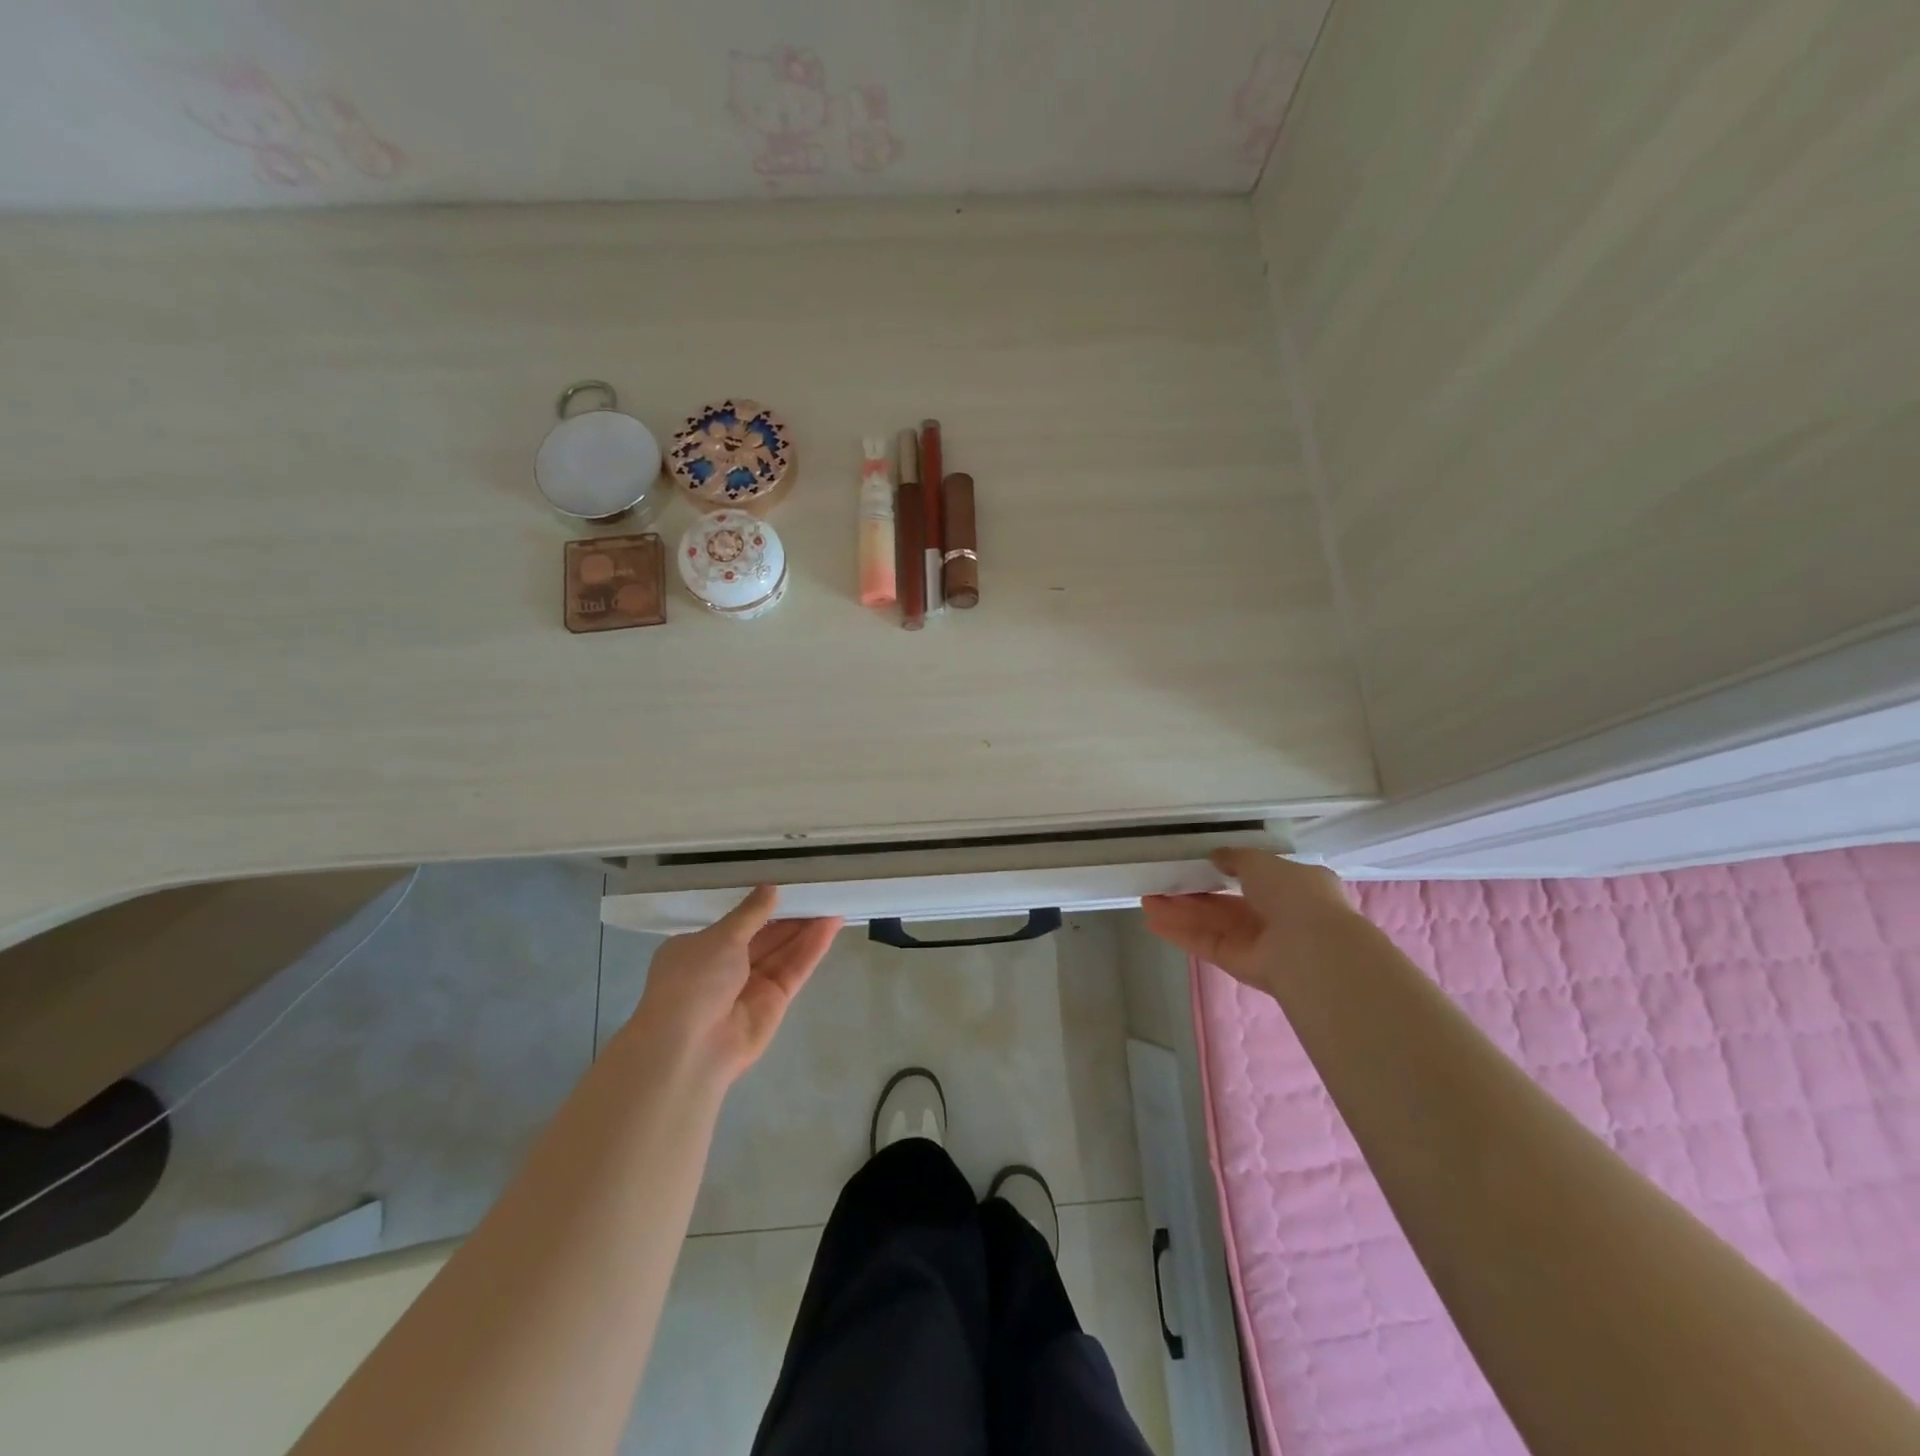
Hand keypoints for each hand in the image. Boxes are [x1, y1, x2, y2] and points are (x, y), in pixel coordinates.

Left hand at [619, 886, 841, 1085]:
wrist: (690, 1049)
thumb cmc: (693, 982)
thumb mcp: (719, 938)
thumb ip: (750, 913)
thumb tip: (770, 889)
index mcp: (700, 949)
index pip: (735, 923)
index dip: (761, 905)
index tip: (786, 884)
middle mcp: (725, 967)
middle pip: (764, 936)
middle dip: (790, 914)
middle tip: (818, 889)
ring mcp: (751, 986)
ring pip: (783, 951)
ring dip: (807, 928)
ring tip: (833, 902)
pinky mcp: (775, 1003)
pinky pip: (794, 969)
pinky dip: (812, 948)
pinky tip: (831, 926)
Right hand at [1142, 849, 1356, 989]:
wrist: (1311, 949)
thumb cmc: (1294, 894)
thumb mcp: (1263, 862)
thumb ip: (1236, 858)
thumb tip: (1216, 856)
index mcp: (1293, 888)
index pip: (1256, 878)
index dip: (1226, 870)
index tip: (1198, 864)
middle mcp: (1276, 916)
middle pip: (1226, 903)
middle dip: (1193, 893)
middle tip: (1161, 882)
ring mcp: (1256, 942)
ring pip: (1211, 922)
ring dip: (1180, 911)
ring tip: (1146, 899)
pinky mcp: (1238, 963)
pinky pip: (1205, 943)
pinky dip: (1180, 933)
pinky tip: (1153, 922)